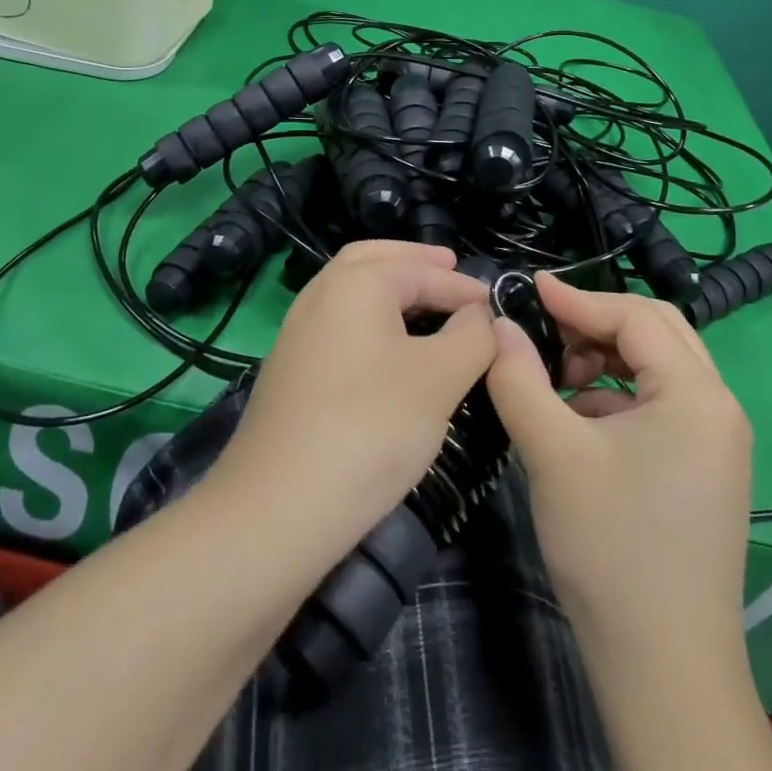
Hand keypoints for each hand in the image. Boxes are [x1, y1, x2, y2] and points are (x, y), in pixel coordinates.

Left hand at [213, 241, 496, 550]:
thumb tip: (479, 315)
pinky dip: (370, 320)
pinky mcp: (290, 371)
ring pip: (350, 292)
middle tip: (449, 268)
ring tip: (425, 304)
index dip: (462, 286)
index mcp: (355, 283)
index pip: (420, 270)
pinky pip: (339, 325)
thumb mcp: (439, 378)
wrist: (275, 510)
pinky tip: (389, 351)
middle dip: (414, 262)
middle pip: (372, 261)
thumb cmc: (370, 428)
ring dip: (390, 289)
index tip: (495, 305)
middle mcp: (320, 295)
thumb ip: (471, 336)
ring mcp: (297, 334)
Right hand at [484, 272, 753, 663]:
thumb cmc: (610, 549)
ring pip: (658, 367)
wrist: (664, 672)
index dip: (578, 298)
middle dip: (597, 323)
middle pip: (657, 331)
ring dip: (607, 358)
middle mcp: (719, 407)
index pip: (635, 316)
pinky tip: (578, 420)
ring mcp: (717, 442)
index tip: (529, 289)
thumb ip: (519, 378)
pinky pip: (661, 405)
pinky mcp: (704, 469)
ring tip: (558, 378)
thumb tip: (498, 324)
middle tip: (547, 331)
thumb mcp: (552, 453)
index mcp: (697, 394)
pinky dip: (618, 396)